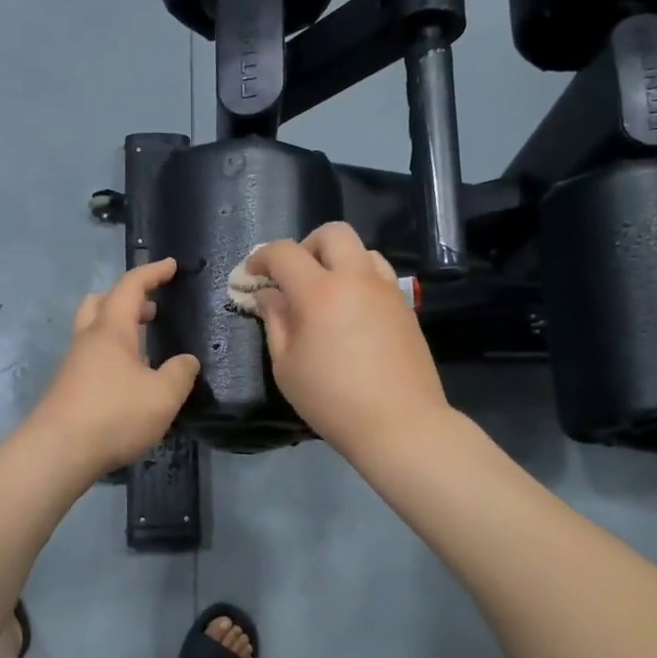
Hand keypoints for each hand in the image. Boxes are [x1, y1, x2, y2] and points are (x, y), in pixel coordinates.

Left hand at [27, 258, 199, 478]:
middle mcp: (88, 340)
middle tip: (151, 310)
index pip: (131, 286)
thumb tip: (186, 361)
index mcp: (111, 330)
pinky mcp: (68, 388)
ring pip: (94, 331)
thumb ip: (180, 373)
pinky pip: (92, 357)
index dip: (152, 273)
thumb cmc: (114, 415)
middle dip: (127, 299)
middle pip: (100, 302)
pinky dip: (112, 356)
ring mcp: (73, 364)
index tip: (171, 266)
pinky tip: (129, 380)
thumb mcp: (163, 396)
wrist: (57, 452)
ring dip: (119, 329)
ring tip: (146, 348)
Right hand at [246, 223, 450, 460]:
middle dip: (305, 246)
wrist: (400, 424)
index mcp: (320, 292)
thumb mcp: (286, 366)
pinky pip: (379, 275)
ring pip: (362, 250)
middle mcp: (356, 279)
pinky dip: (359, 279)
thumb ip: (275, 321)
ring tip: (325, 293)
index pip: (285, 253)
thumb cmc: (332, 400)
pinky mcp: (405, 307)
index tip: (252, 275)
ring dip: (337, 260)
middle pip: (332, 233)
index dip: (261, 257)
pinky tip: (351, 312)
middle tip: (293, 277)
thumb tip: (268, 294)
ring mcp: (386, 290)